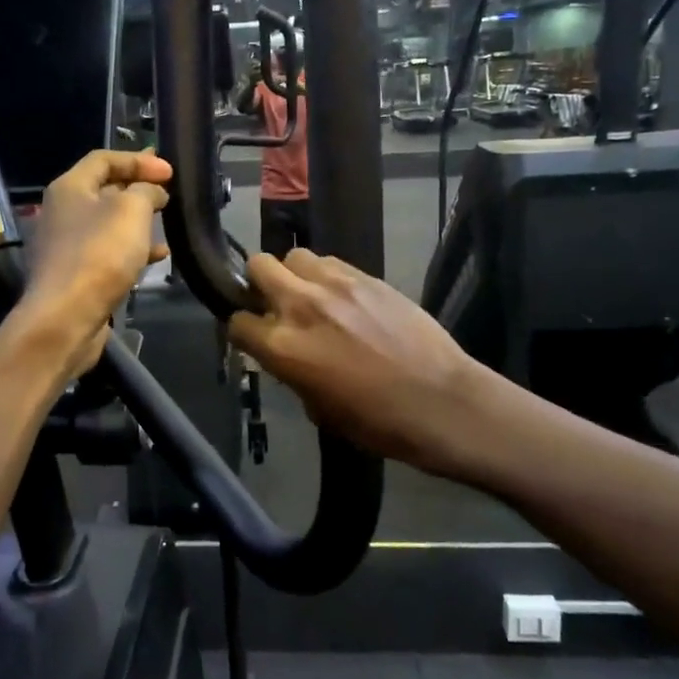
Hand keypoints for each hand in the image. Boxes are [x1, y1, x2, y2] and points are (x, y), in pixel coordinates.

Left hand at [16, 150, 171, 373]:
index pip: (104, 159)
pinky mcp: (75, 274)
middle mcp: (62, 211)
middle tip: (168, 193)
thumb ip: (146, 190)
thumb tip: (152, 189)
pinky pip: (108, 252)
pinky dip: (132, 249)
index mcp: (69, 187)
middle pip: (104, 189)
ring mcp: (66, 245)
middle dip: (138, 189)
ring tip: (167, 223)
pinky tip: (157, 257)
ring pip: (108, 223)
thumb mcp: (131, 211)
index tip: (170, 172)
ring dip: (138, 221)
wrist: (65, 317)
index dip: (138, 160)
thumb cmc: (99, 254)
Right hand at [228, 249, 481, 472]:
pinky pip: (331, 262)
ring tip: (312, 296)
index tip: (255, 337)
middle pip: (259, 266)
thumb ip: (293, 372)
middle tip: (276, 304)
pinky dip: (327, 275)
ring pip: (295, 256)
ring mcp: (335, 285)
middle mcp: (300, 305)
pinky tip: (344, 297)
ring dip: (296, 275)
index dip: (244, 331)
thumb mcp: (319, 409)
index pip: (238, 321)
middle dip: (259, 283)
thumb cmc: (377, 422)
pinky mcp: (366, 276)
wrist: (440, 402)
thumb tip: (290, 357)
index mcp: (283, 347)